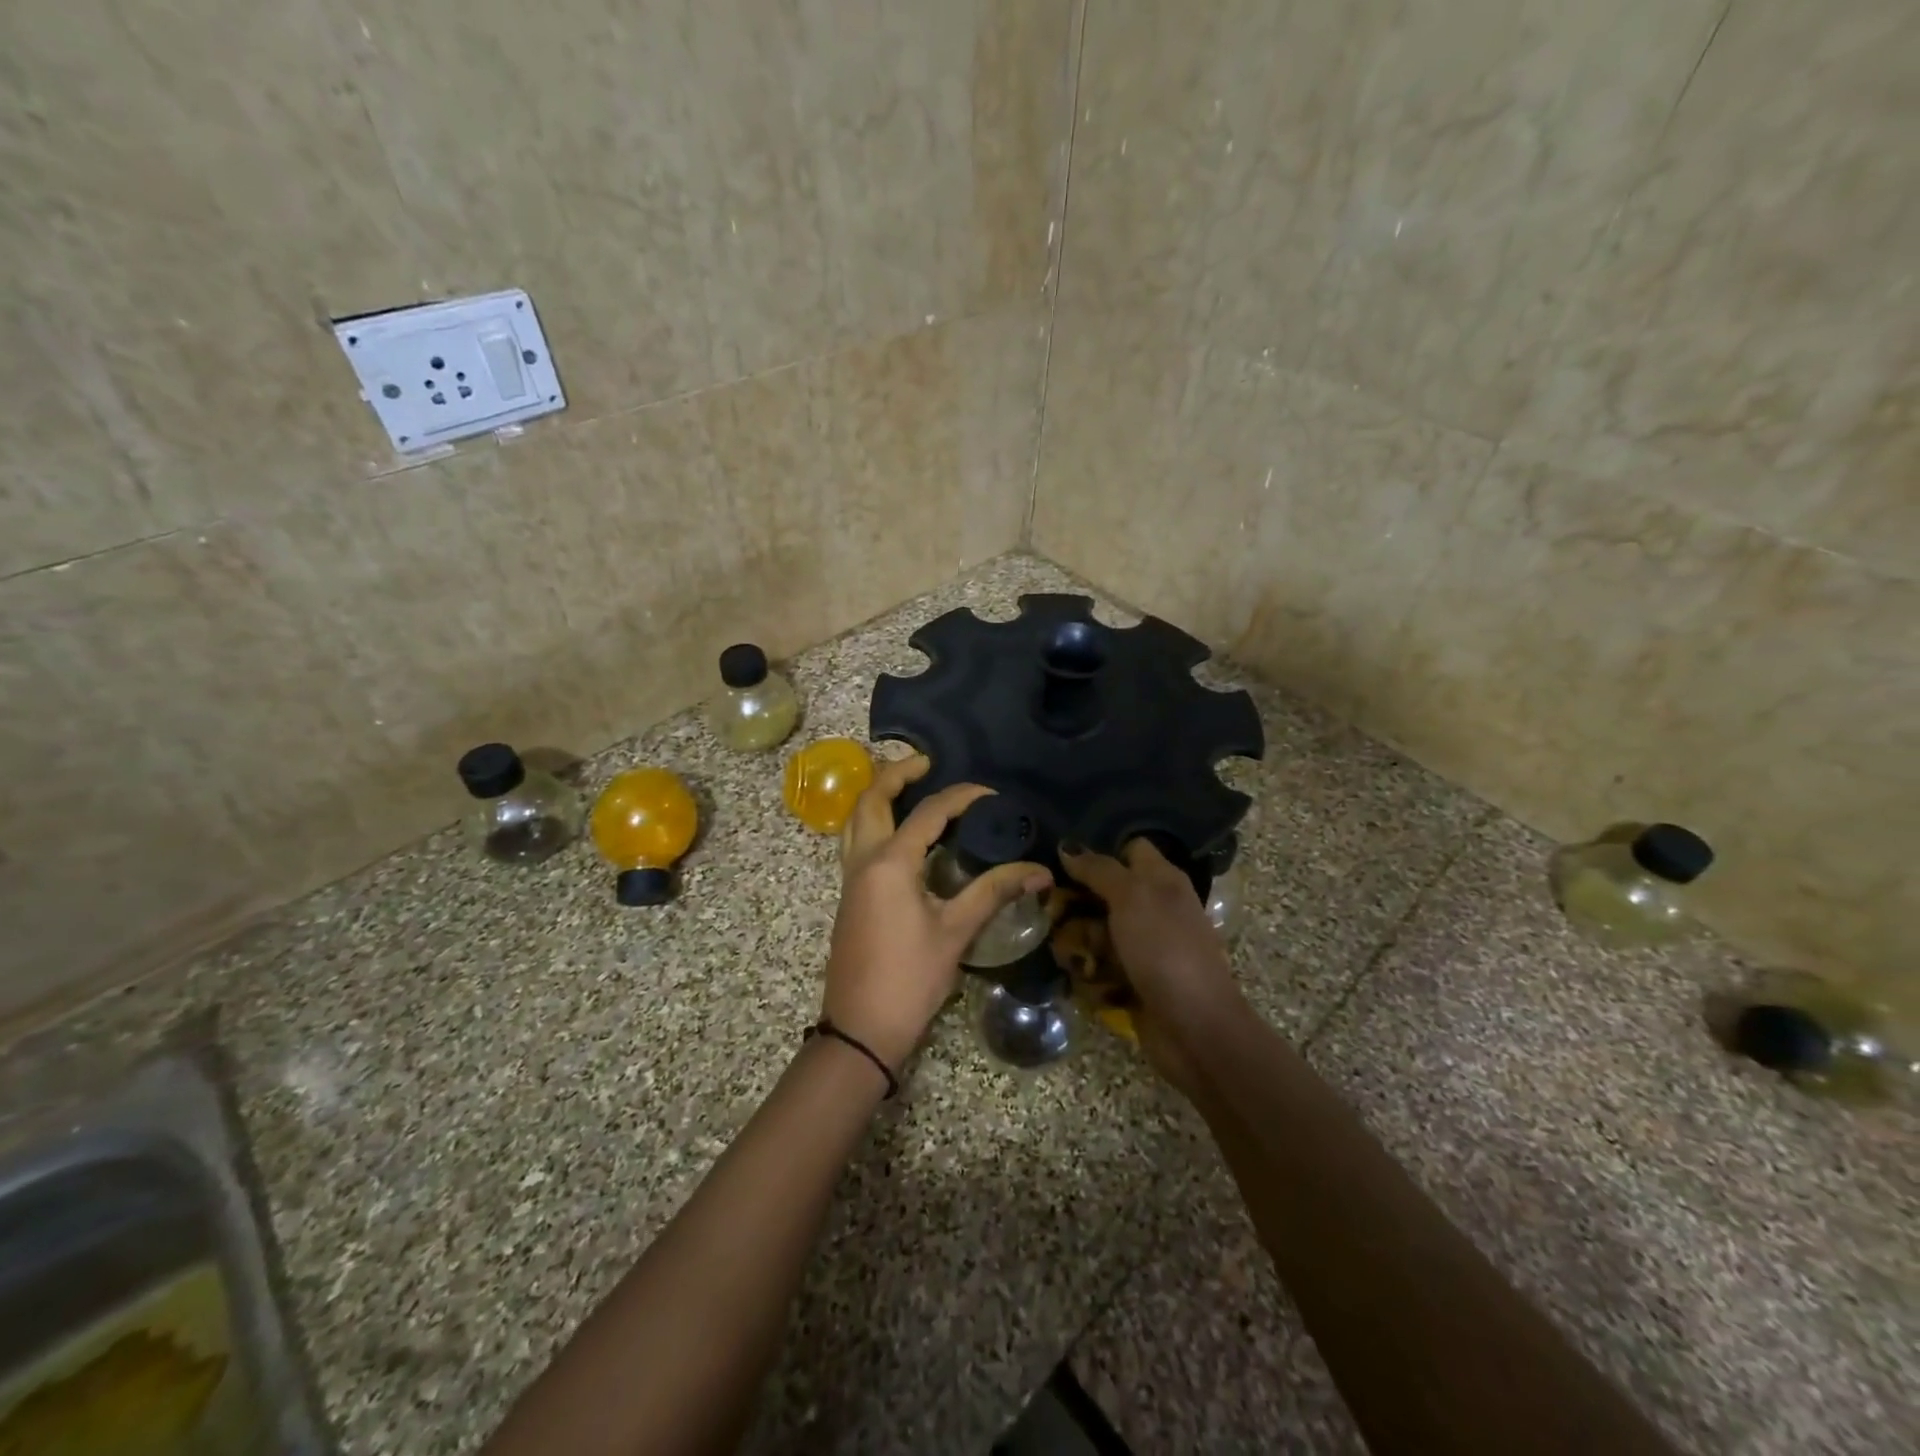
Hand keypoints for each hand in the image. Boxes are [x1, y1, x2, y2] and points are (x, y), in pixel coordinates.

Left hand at [824, 754, 1052, 1072]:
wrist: (860, 1029)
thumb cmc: (910, 979)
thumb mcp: (956, 932)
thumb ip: (994, 892)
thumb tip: (1039, 870)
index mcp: (890, 863)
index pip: (928, 813)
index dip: (961, 796)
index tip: (991, 794)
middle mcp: (863, 861)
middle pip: (870, 799)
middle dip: (896, 774)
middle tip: (926, 763)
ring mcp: (851, 879)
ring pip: (856, 819)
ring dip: (878, 796)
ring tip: (910, 788)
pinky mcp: (850, 896)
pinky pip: (856, 841)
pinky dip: (874, 822)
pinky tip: (902, 835)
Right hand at [1058, 839, 1247, 1091]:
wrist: (1194, 1025)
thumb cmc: (1164, 948)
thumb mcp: (1131, 896)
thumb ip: (1099, 869)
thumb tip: (1068, 846)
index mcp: (1162, 880)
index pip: (1130, 849)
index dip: (1100, 850)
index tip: (1062, 859)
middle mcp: (1155, 908)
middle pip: (1107, 892)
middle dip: (1077, 900)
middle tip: (1047, 905)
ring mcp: (1146, 946)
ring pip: (1099, 930)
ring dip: (1078, 939)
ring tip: (1058, 947)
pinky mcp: (1135, 979)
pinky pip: (1102, 965)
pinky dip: (1088, 970)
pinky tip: (1074, 973)